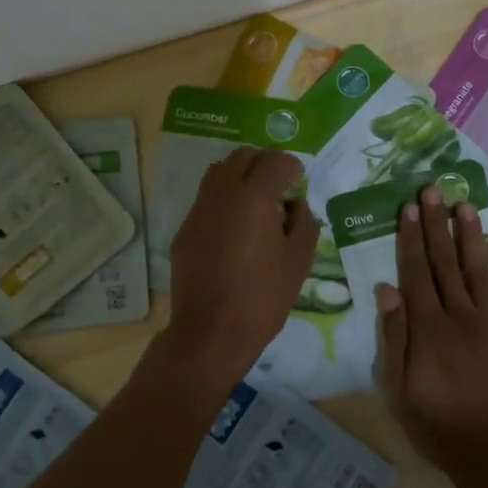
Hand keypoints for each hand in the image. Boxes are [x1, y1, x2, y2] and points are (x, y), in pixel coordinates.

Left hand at [164, 148, 319, 388]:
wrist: (211, 331)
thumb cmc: (263, 297)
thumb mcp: (299, 261)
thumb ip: (303, 223)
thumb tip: (295, 205)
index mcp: (254, 197)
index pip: (274, 160)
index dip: (290, 165)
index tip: (298, 178)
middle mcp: (222, 193)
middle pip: (242, 157)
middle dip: (263, 163)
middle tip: (278, 184)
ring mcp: (198, 210)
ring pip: (218, 173)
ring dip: (239, 176)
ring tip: (254, 201)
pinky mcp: (184, 230)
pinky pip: (205, 200)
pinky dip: (222, 200)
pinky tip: (233, 228)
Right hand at [377, 184, 487, 487]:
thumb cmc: (440, 427)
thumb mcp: (400, 390)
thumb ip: (395, 338)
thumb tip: (387, 290)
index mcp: (429, 328)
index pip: (416, 273)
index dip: (412, 238)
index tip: (409, 208)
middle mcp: (461, 316)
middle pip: (445, 263)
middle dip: (438, 225)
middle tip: (433, 190)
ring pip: (479, 271)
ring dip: (471, 237)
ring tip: (466, 205)